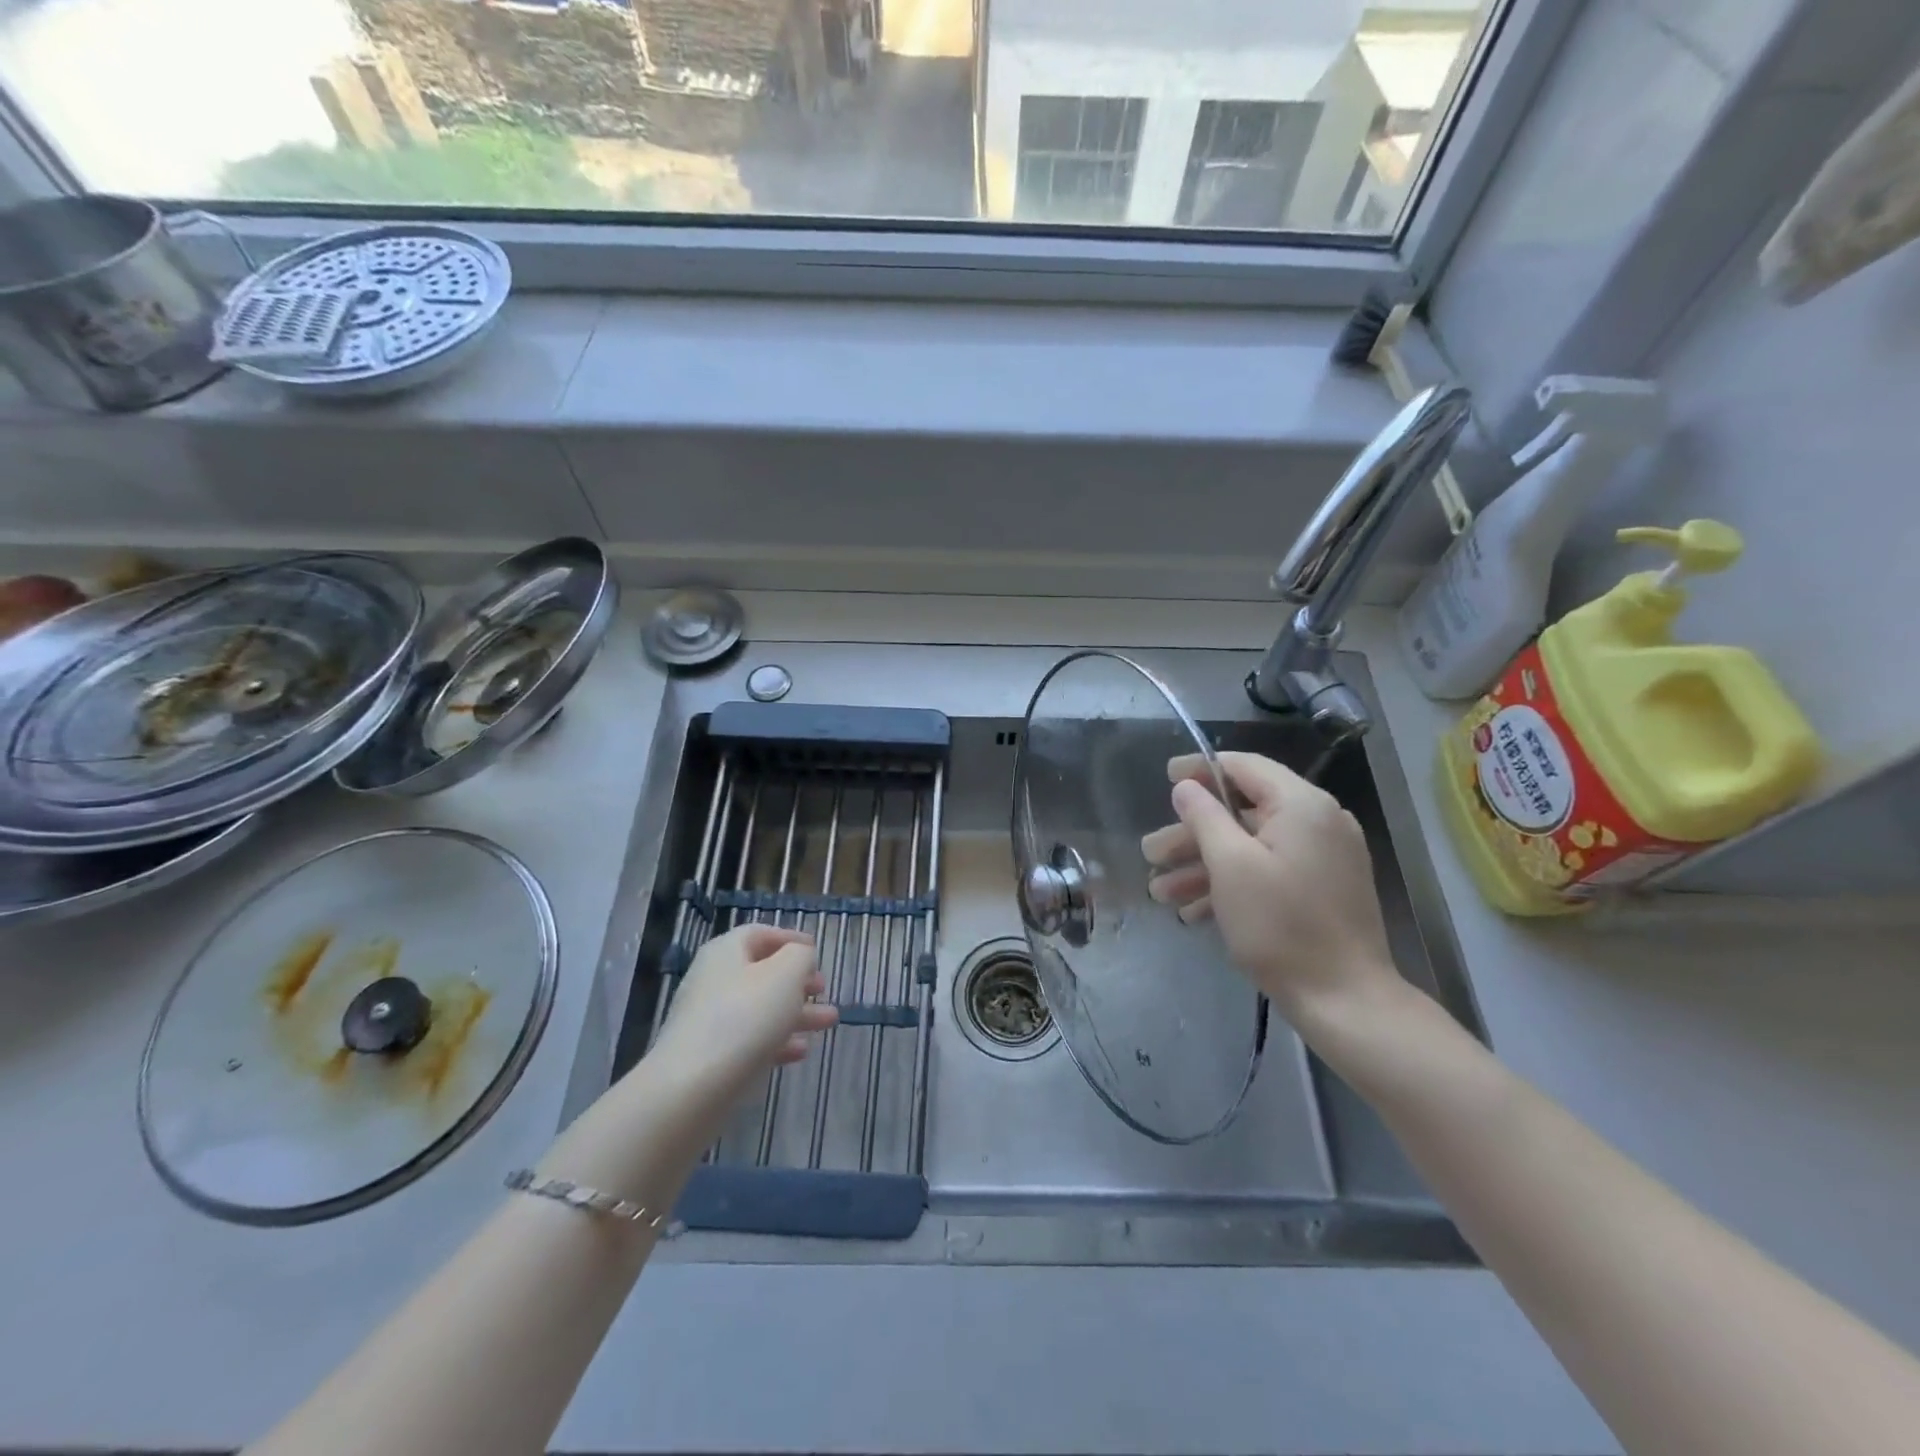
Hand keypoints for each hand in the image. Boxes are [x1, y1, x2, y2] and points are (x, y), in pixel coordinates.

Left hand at [651, 924, 837, 1097]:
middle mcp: (713, 980)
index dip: (790, 938)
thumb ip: (800, 956)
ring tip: (829, 1022)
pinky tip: (801, 1052)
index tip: (816, 950)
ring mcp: (708, 1020)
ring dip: (796, 1013)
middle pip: (762, 973)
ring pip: (760, 1009)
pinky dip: (777, 1041)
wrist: (691, 1088)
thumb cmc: (745, 1017)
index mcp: (726, 952)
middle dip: (798, 981)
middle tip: (823, 989)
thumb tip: (800, 957)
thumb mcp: (786, 974)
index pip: (760, 934)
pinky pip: (749, 1040)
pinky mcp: (710, 1056)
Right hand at [1141, 752, 1402, 1033]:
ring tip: (1161, 892)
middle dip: (1191, 835)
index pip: (1245, 767)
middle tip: (1151, 854)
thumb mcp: (1231, 866)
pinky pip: (1268, 871)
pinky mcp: (1321, 890)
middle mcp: (1318, 823)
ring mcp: (1323, 858)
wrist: (1345, 1001)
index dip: (1201, 769)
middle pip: (1242, 812)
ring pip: (1250, 847)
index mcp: (1302, 805)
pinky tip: (1193, 911)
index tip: (1166, 777)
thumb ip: (1205, 817)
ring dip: (1203, 866)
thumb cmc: (1281, 926)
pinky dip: (1232, 884)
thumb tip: (1187, 787)